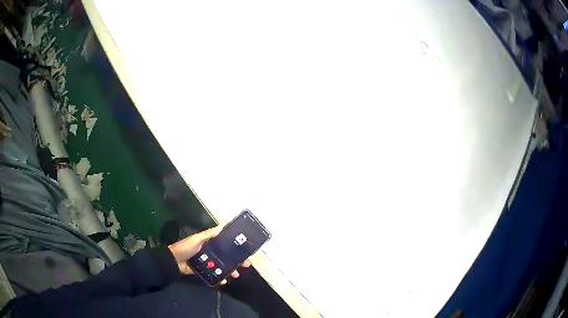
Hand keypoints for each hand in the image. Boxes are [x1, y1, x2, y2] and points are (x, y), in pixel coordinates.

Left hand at [168, 226, 250, 284]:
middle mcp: (210, 253)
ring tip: (236, 275)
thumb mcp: (197, 239)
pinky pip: (215, 274)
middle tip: (246, 265)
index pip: (225, 245)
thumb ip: (209, 234)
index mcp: (209, 243)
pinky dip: (220, 278)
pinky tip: (224, 281)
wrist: (173, 261)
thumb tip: (223, 226)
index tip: (245, 250)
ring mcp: (208, 263)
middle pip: (226, 257)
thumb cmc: (185, 247)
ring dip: (230, 271)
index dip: (235, 248)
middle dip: (236, 261)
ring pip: (223, 267)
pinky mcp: (204, 271)